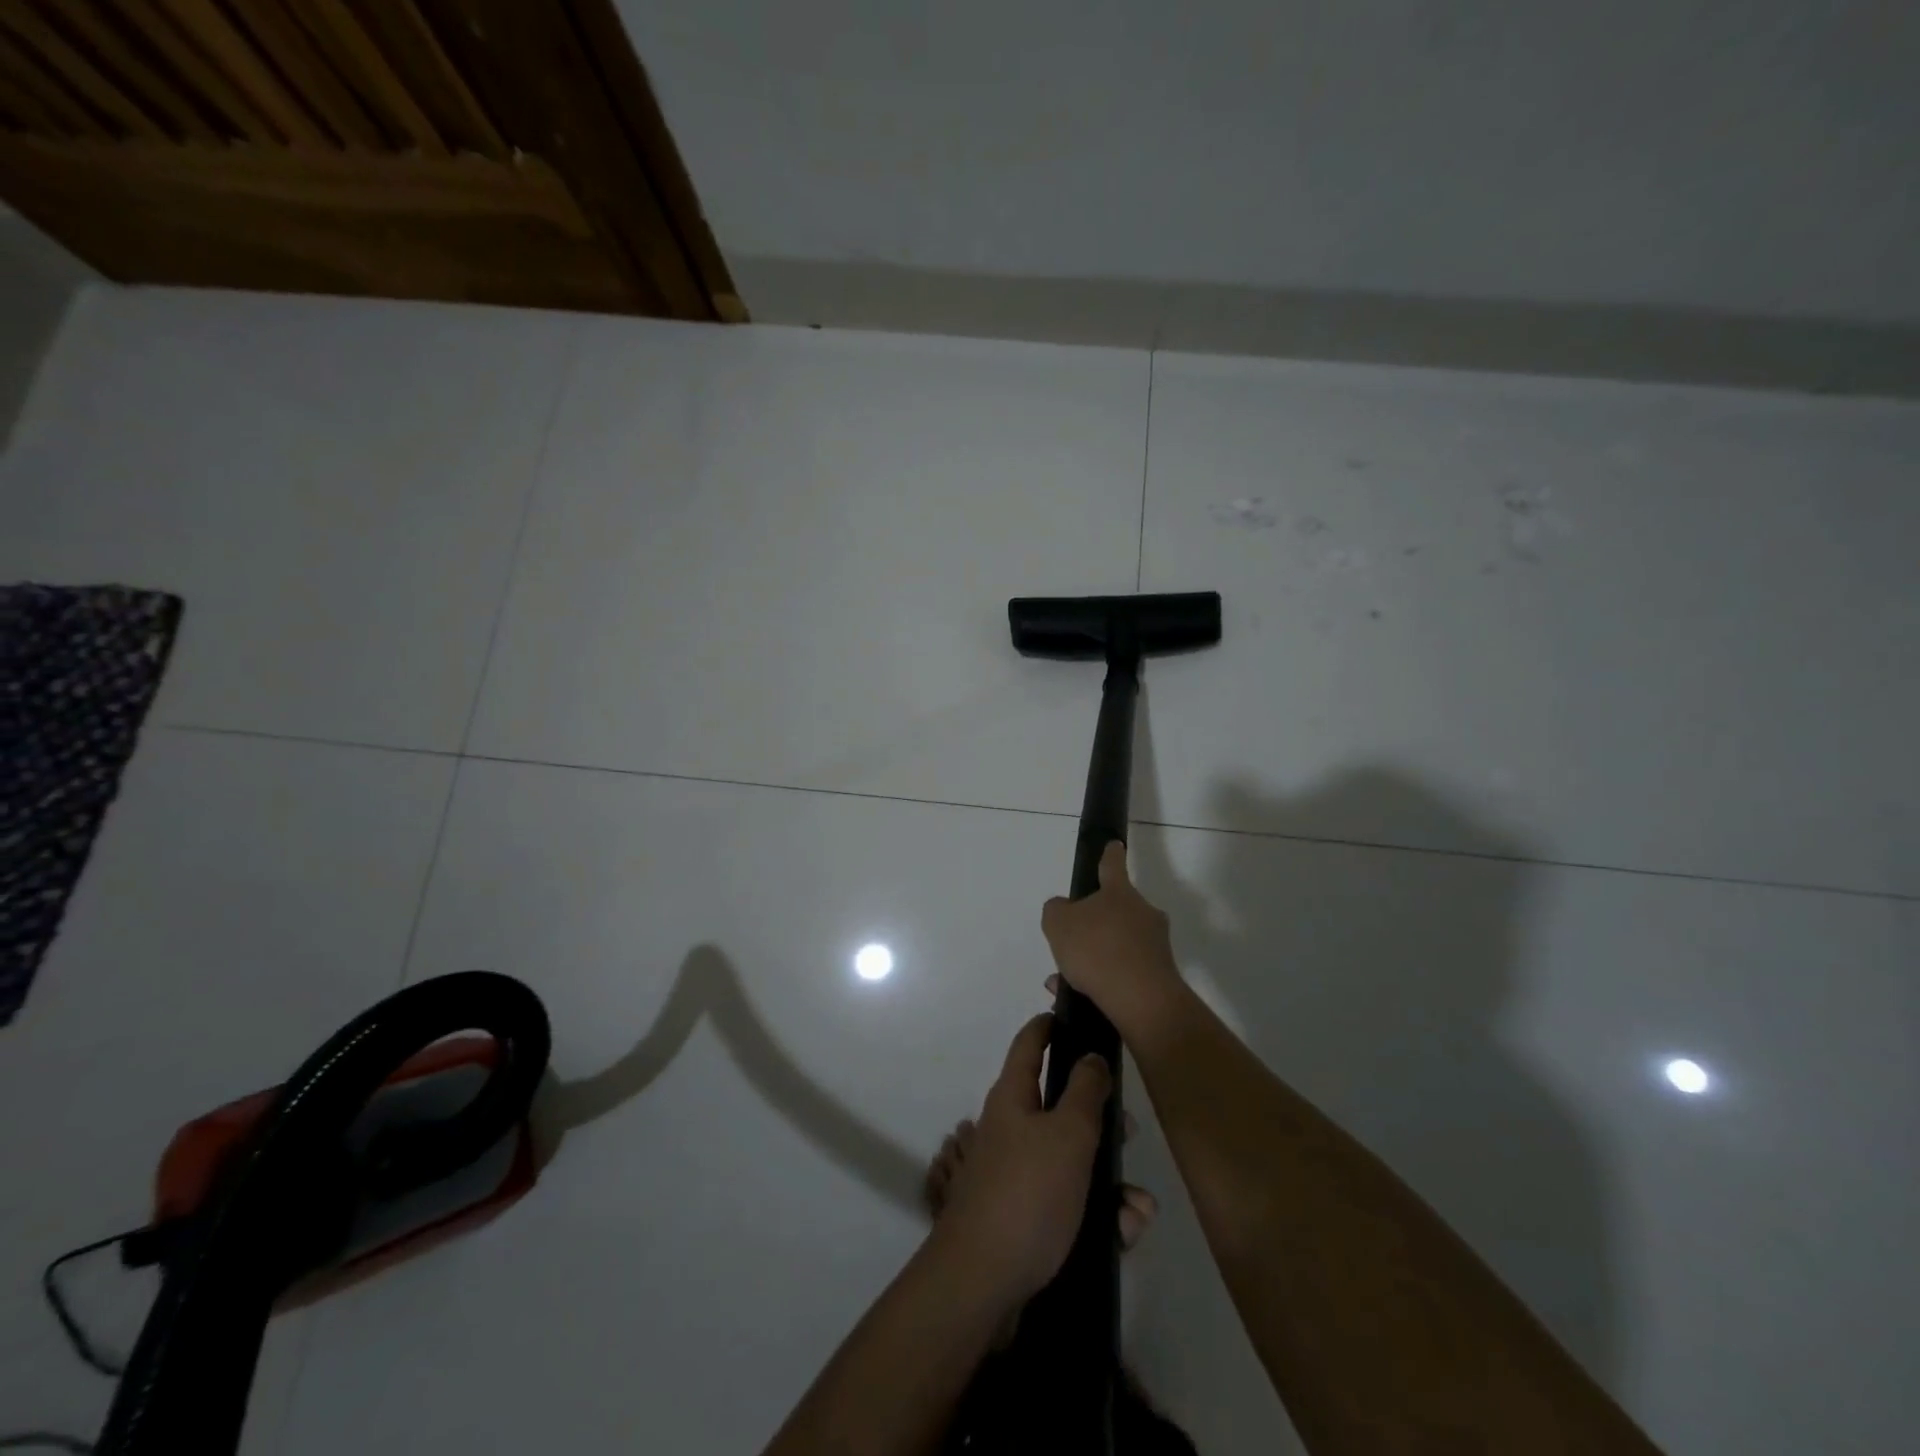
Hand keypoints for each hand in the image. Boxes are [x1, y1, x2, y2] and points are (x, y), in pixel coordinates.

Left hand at [933, 1014, 1110, 1307]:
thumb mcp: (1067, 1134)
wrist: (982, 1283)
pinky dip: (1100, 1216)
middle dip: (1100, 1118)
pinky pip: (1073, 1203)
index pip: (1030, 1045)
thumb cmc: (1027, 1193)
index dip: (1049, 1026)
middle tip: (1128, 1130)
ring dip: (1111, 1181)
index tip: (1073, 1016)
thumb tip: (1090, 1056)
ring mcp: (1019, 1175)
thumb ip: (1085, 1091)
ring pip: (1075, 1162)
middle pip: (1061, 1106)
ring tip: (1137, 1209)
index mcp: (1014, 1098)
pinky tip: (1123, 1234)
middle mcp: (1014, 1129)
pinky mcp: (1029, 1218)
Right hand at [1041, 841, 1182, 1037]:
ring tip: (1066, 978)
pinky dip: (1105, 980)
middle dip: (1096, 923)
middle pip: (1117, 909)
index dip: (1110, 854)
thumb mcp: (1058, 923)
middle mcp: (1143, 912)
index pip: (1112, 865)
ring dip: (1096, 957)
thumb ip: (1056, 910)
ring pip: (1118, 944)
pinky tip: (1080, 996)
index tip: (1115, 845)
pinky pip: (1125, 971)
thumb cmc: (1097, 949)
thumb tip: (1065, 909)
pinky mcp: (1160, 975)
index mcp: (1119, 892)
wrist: (1141, 1000)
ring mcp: (1155, 944)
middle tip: (1072, 941)